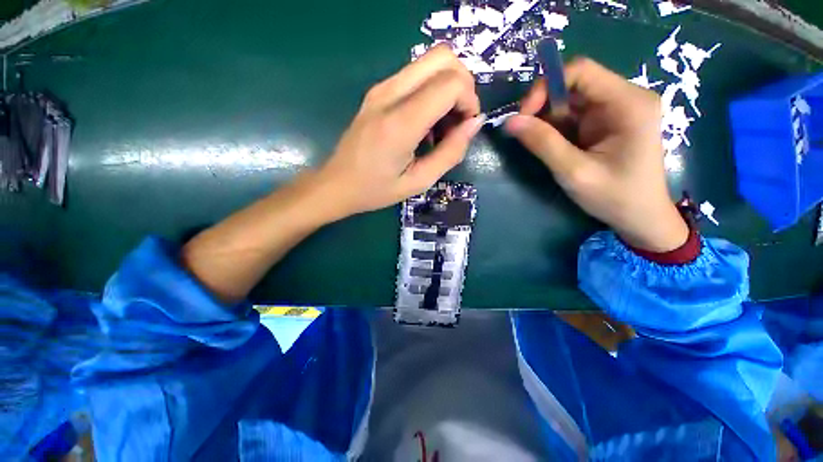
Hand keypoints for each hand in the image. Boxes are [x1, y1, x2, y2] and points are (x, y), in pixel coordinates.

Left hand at [314, 45, 484, 219]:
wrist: (337, 184)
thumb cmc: (376, 190)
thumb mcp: (419, 181)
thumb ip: (451, 152)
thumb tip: (475, 123)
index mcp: (400, 123)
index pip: (450, 83)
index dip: (469, 100)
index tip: (466, 127)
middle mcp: (389, 94)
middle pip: (443, 57)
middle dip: (462, 85)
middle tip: (458, 120)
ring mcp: (381, 88)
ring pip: (430, 61)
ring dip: (447, 87)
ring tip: (441, 126)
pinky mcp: (377, 91)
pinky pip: (416, 75)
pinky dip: (432, 91)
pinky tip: (425, 123)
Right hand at [505, 58, 688, 251]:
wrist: (641, 218)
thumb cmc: (614, 197)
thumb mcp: (574, 172)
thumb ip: (543, 144)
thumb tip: (510, 121)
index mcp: (628, 103)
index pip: (581, 71)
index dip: (546, 87)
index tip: (523, 115)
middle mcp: (625, 97)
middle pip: (574, 84)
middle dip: (543, 105)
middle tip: (524, 132)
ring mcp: (616, 110)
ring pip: (571, 100)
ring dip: (547, 119)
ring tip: (537, 144)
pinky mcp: (607, 122)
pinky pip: (574, 115)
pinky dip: (555, 127)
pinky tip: (551, 145)